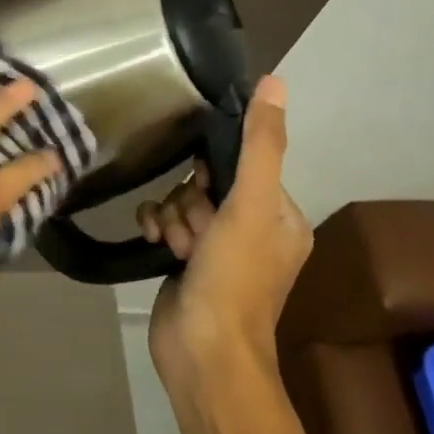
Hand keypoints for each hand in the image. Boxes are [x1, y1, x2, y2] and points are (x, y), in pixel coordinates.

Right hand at [139, 74, 310, 391]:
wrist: (203, 352)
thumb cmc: (235, 278)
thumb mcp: (252, 205)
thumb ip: (260, 144)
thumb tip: (274, 81)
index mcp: (280, 214)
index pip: (241, 163)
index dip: (215, 171)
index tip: (207, 192)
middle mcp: (252, 227)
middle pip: (205, 182)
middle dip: (190, 201)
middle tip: (195, 231)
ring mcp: (216, 247)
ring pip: (181, 200)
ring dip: (172, 217)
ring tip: (177, 247)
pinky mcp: (185, 261)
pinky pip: (164, 220)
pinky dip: (156, 226)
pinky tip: (154, 242)